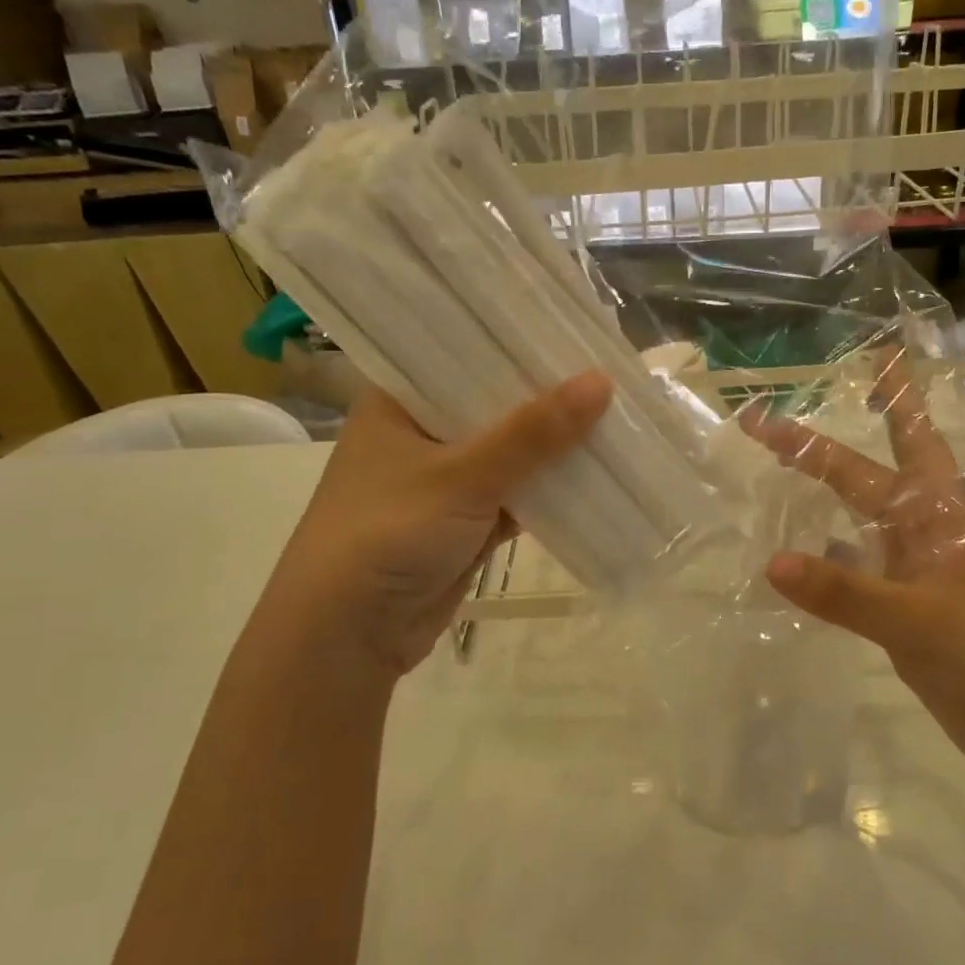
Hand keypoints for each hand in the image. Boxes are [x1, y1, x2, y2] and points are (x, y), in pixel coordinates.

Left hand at [269, 371, 611, 681]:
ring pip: (509, 454)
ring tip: (617, 414)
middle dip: (546, 398)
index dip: (516, 342)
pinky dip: (548, 491)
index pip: (462, 354)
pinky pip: (516, 496)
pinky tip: (598, 472)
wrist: (347, 637)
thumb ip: (533, 432)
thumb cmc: (388, 533)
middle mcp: (420, 434)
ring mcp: (442, 482)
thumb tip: (601, 381)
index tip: (572, 327)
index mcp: (398, 402)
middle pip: (493, 406)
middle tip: (608, 368)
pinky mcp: (463, 523)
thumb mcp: (462, 475)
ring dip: (553, 447)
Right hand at [741, 352, 964, 778]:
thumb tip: (772, 563)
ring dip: (827, 493)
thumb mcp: (917, 622)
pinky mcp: (907, 605)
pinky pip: (857, 565)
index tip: (815, 381)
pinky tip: (796, 559)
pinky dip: (827, 555)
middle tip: (777, 418)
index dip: (860, 407)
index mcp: (939, 513)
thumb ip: (845, 592)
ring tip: (780, 471)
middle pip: (868, 471)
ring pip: (862, 516)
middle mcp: (926, 529)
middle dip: (825, 444)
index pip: (889, 445)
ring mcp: (917, 568)